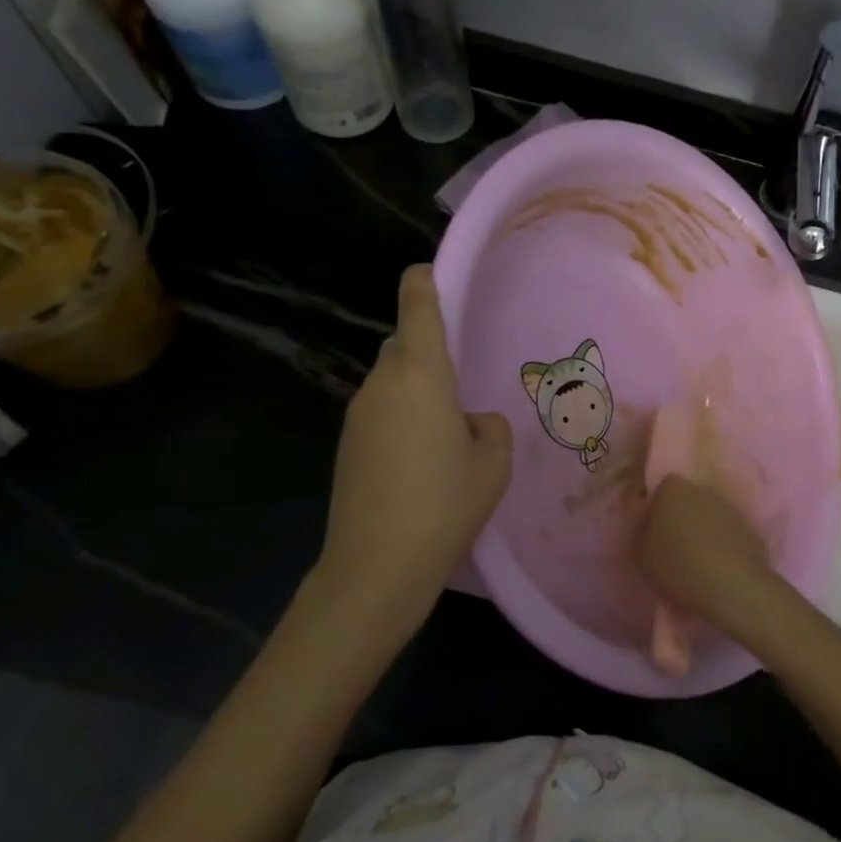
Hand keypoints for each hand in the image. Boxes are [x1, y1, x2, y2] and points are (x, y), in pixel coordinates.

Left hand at [313, 265, 511, 613]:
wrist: (376, 566)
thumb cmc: (445, 503)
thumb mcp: (493, 462)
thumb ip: (489, 426)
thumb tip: (471, 421)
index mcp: (420, 373)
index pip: (417, 303)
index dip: (426, 279)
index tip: (439, 275)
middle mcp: (382, 382)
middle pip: (404, 343)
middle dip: (431, 350)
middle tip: (465, 385)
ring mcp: (358, 414)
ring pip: (392, 380)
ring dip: (418, 390)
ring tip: (449, 435)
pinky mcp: (347, 445)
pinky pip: (381, 412)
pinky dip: (403, 419)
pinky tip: (423, 462)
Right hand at [634, 475, 778, 640]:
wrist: (733, 587)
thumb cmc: (677, 565)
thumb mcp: (639, 553)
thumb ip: (639, 529)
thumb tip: (646, 520)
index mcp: (674, 490)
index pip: (662, 488)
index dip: (657, 508)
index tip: (653, 532)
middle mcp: (704, 491)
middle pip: (688, 500)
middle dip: (681, 518)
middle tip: (673, 547)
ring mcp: (731, 509)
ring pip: (710, 516)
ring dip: (703, 532)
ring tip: (697, 562)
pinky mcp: (751, 530)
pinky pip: (729, 534)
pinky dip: (723, 546)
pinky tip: (718, 569)